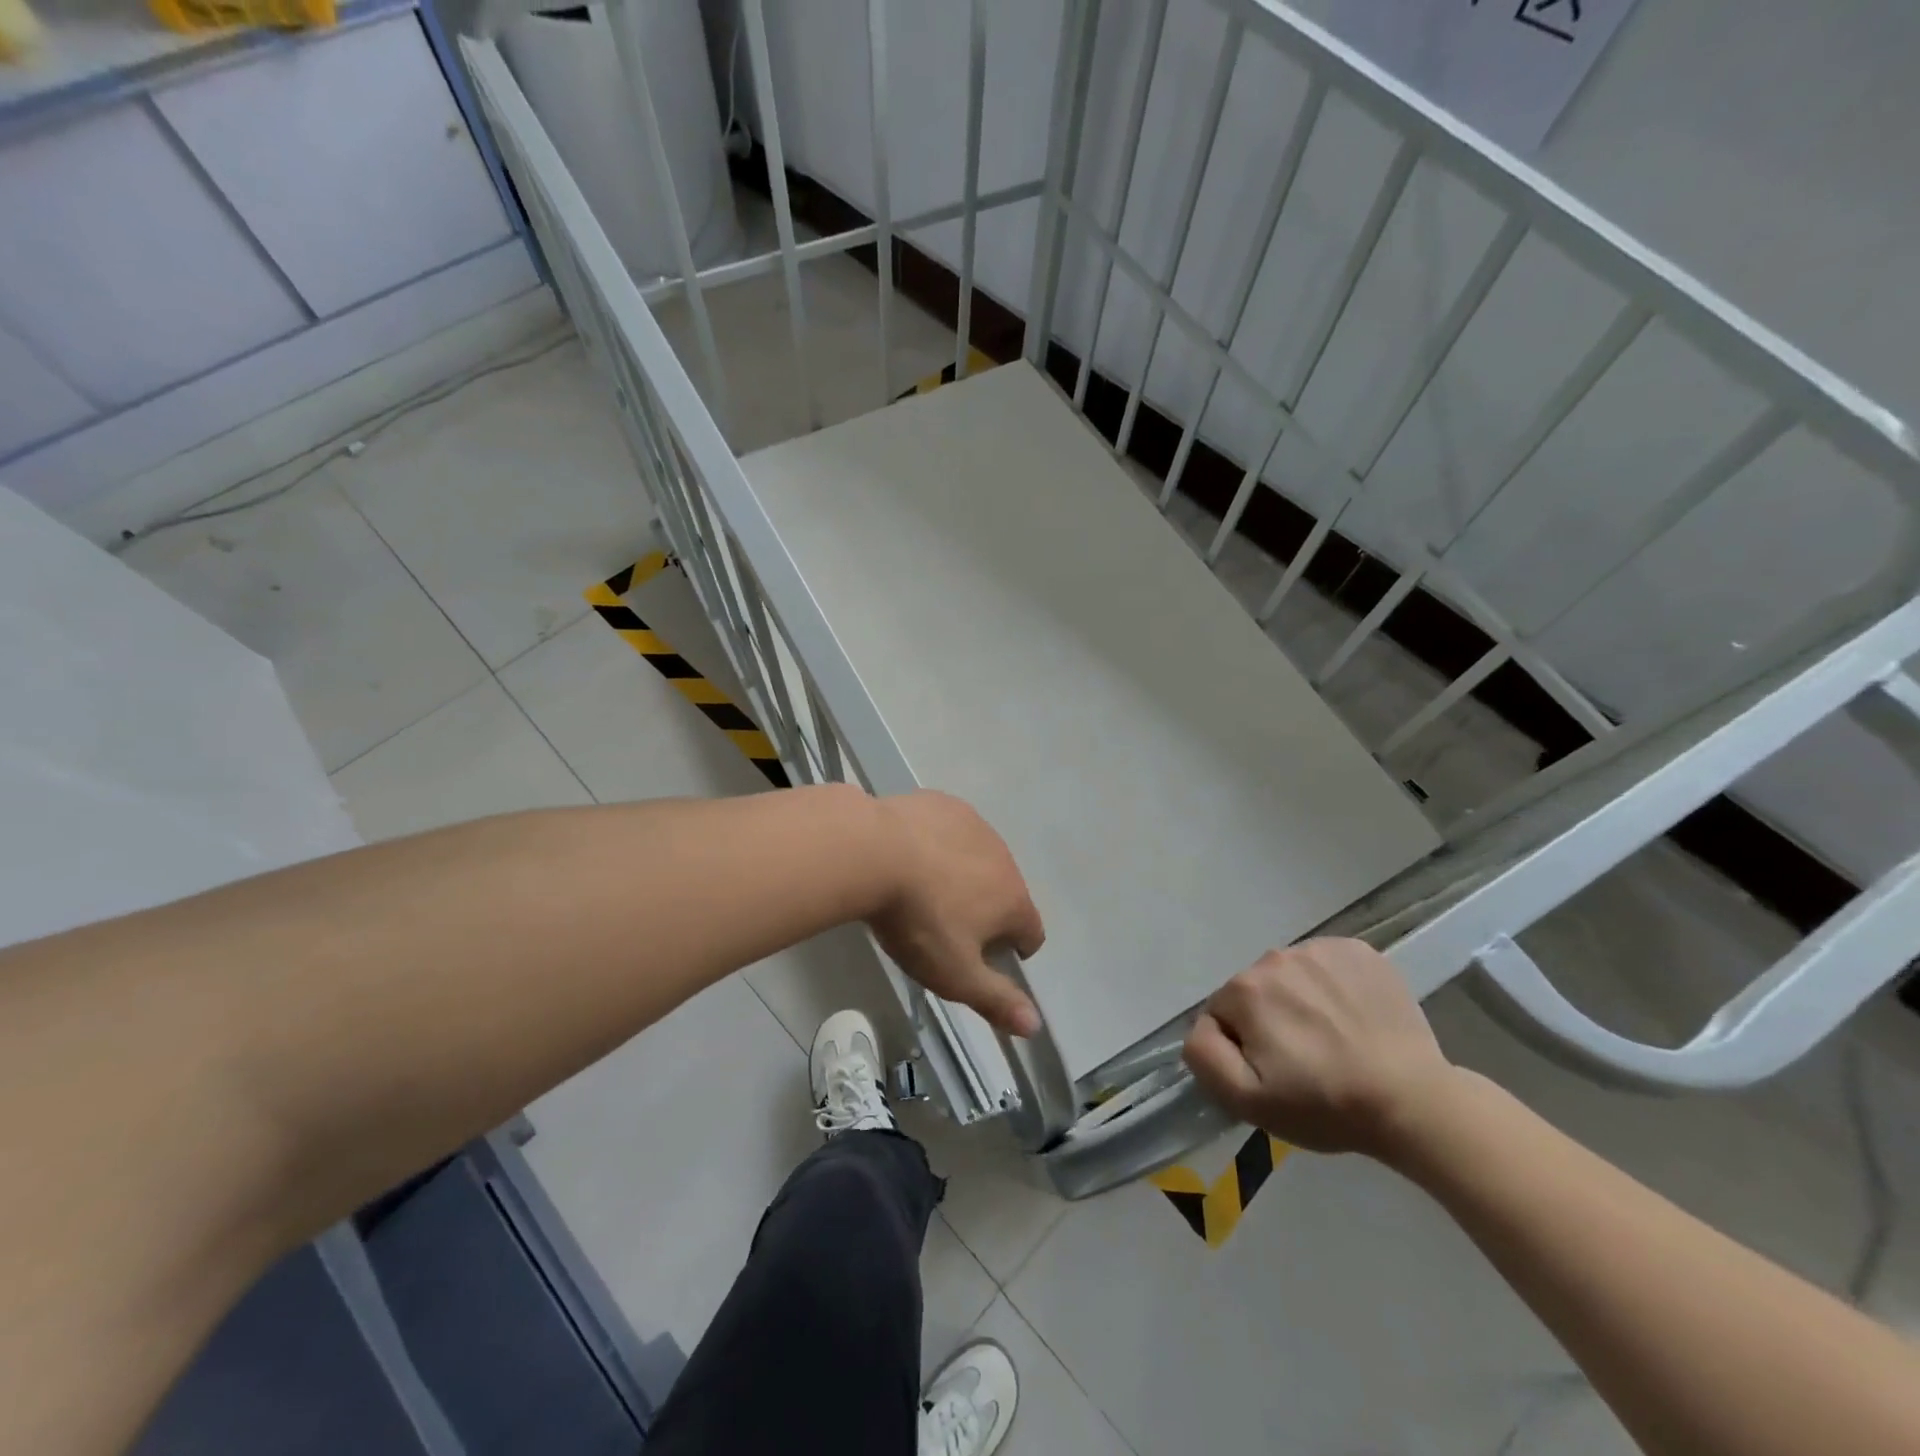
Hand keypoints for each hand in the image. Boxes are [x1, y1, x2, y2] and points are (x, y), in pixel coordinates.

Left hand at [867, 792, 1044, 1037]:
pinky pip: (951, 829)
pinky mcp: (944, 804)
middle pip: (1005, 892)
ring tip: (922, 888)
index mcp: (1014, 900)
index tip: (981, 958)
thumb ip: (996, 1000)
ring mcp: (975, 825)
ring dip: (963, 874)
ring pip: (978, 858)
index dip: (1012, 950)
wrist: (874, 851)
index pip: (1032, 932)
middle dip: (984, 910)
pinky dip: (939, 843)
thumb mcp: (954, 974)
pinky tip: (908, 853)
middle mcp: (1005, 858)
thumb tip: (1035, 1026)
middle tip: (943, 926)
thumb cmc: (919, 920)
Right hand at [1182, 939, 1456, 1157]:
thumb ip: (1204, 1055)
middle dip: (1270, 1020)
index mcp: (1245, 989)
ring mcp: (1321, 949)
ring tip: (1333, 1040)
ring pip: (1290, 975)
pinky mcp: (1359, 951)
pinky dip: (1332, 986)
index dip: (1242, 1046)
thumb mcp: (1247, 1101)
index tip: (1275, 1072)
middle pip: (1255, 990)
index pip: (1222, 1013)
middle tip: (1304, 1059)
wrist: (1415, 1102)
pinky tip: (1353, 1018)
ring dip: (1300, 1001)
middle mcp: (1276, 956)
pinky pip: (1327, 965)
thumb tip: (1203, 1026)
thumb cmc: (1326, 1105)